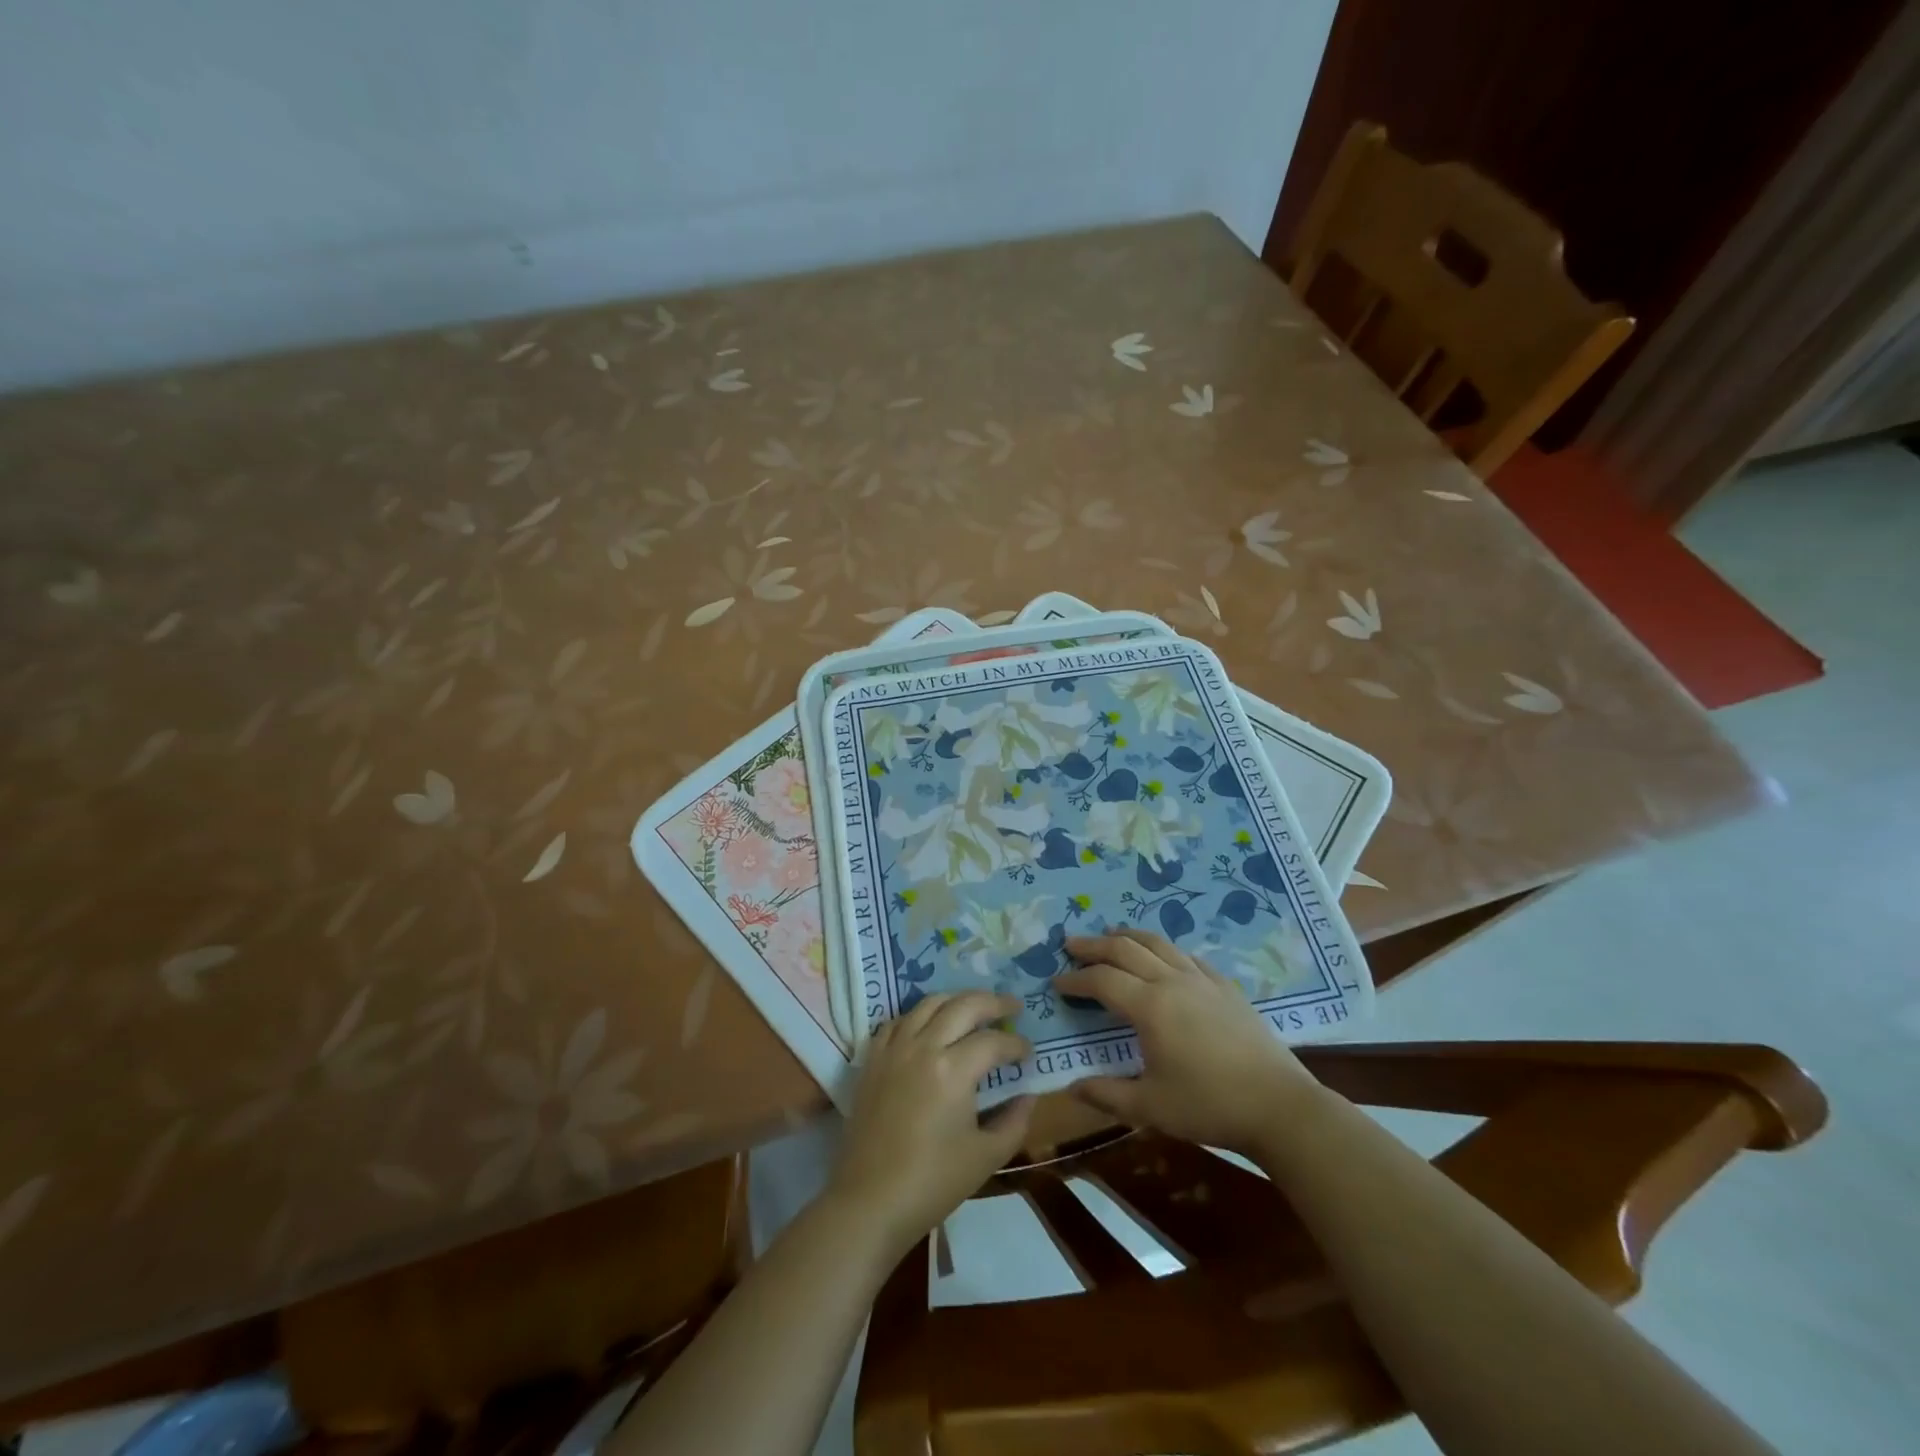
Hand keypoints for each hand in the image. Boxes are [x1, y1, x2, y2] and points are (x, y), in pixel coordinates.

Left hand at [827, 991, 1034, 1258]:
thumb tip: (1028, 1095)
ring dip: (956, 1000)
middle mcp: (923, 1046)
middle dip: (993, 1002)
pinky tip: (929, 1026)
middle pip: (963, 1005)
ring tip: (974, 1008)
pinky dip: (919, 1015)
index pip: (993, 1041)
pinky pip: (898, 1021)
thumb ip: (1014, 1121)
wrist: (870, 1201)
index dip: (1017, 1045)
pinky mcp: (872, 1059)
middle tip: (1012, 1007)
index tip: (1029, 1054)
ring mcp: (894, 1049)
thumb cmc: (933, 1183)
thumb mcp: (986, 1157)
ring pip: (928, 1003)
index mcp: (953, 1069)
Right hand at [1054, 928, 1321, 1154]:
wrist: (1279, 1105)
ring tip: (1110, 935)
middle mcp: (1172, 982)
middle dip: (1094, 946)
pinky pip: (1187, 956)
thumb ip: (1107, 1094)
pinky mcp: (1225, 987)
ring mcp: (1202, 980)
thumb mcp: (1150, 1107)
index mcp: (1150, 1007)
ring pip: (1157, 943)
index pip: (1102, 981)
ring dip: (1128, 936)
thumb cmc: (1209, 1106)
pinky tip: (1163, 957)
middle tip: (1071, 944)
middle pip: (1125, 950)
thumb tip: (1071, 1087)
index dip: (1076, 979)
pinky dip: (1164, 949)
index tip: (1056, 981)